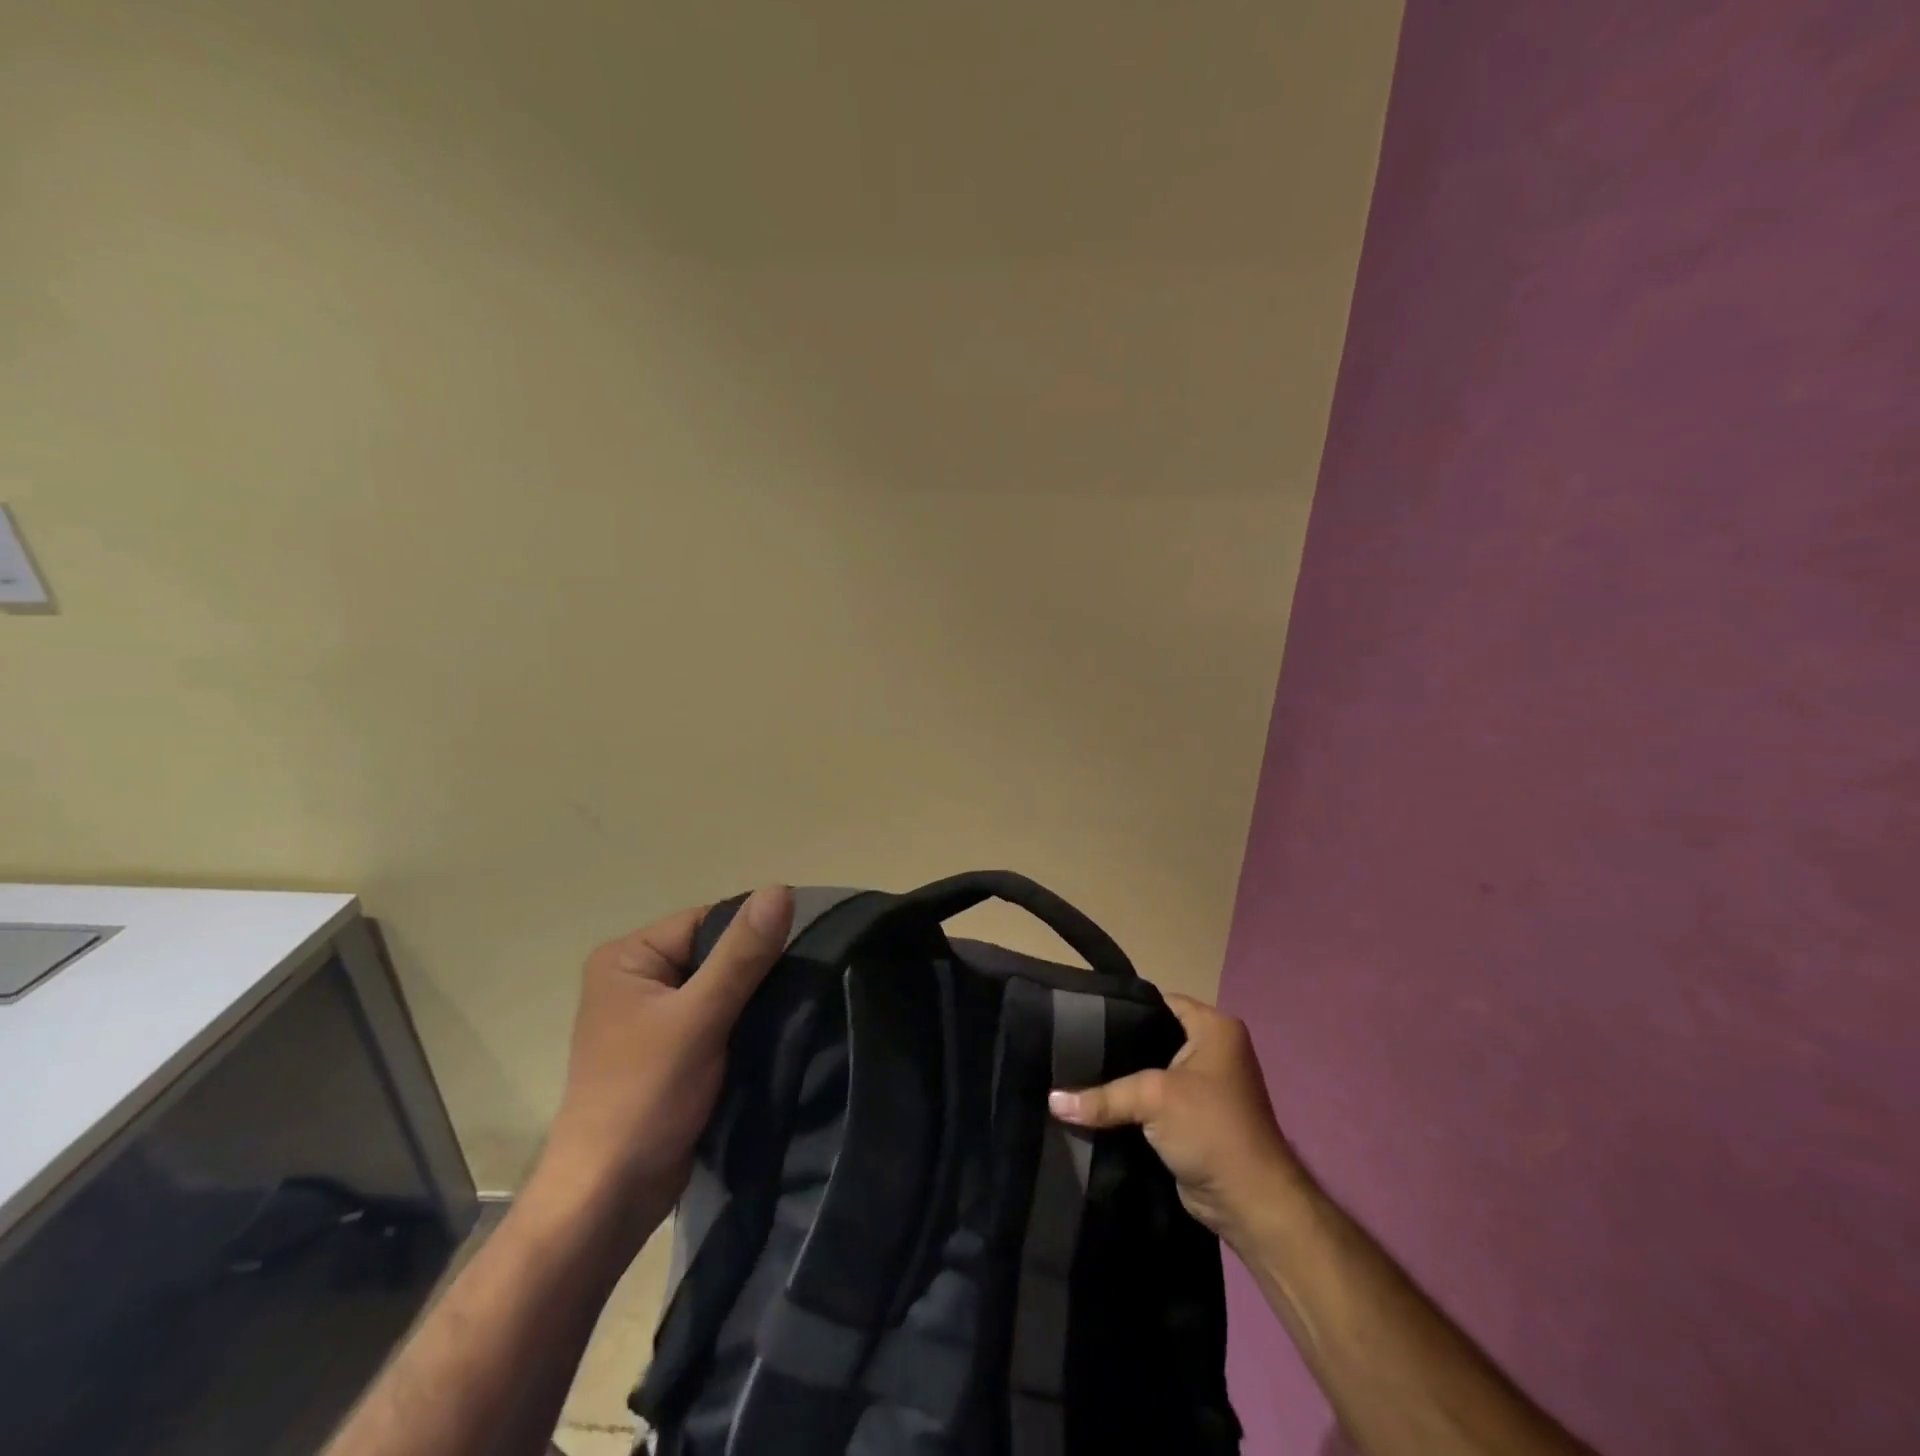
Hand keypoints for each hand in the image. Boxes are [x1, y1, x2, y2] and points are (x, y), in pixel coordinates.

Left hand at [528, 885, 793, 1250]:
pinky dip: (744, 1026)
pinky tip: (772, 1036)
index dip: (753, 936)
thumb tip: (781, 890)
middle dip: (756, 972)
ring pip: (722, 988)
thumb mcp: (698, 1018)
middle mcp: (637, 979)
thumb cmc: (644, 1098)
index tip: (797, 957)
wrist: (609, 1200)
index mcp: (628, 957)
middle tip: (797, 991)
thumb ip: (741, 954)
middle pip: (716, 954)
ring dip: (753, 1002)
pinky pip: (718, 1019)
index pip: (708, 921)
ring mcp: (652, 1018)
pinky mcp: (671, 1051)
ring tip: (790, 1013)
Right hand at [1049, 993, 1305, 1246]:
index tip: (1080, 1017)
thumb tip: (1052, 1101)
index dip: (1121, 1009)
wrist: (1251, 1204)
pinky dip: (1130, 1107)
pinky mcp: (1192, 1119)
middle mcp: (1211, 1050)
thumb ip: (1103, 1096)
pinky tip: (1094, 1107)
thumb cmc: (1211, 1129)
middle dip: (1115, 1048)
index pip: (1158, 1002)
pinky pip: (1153, 1102)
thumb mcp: (1154, 1098)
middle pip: (1151, 1038)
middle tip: (1071, 1050)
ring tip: (1074, 1076)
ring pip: (1149, 1073)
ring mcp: (1203, 1086)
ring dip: (1120, 1082)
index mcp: (1214, 1027)